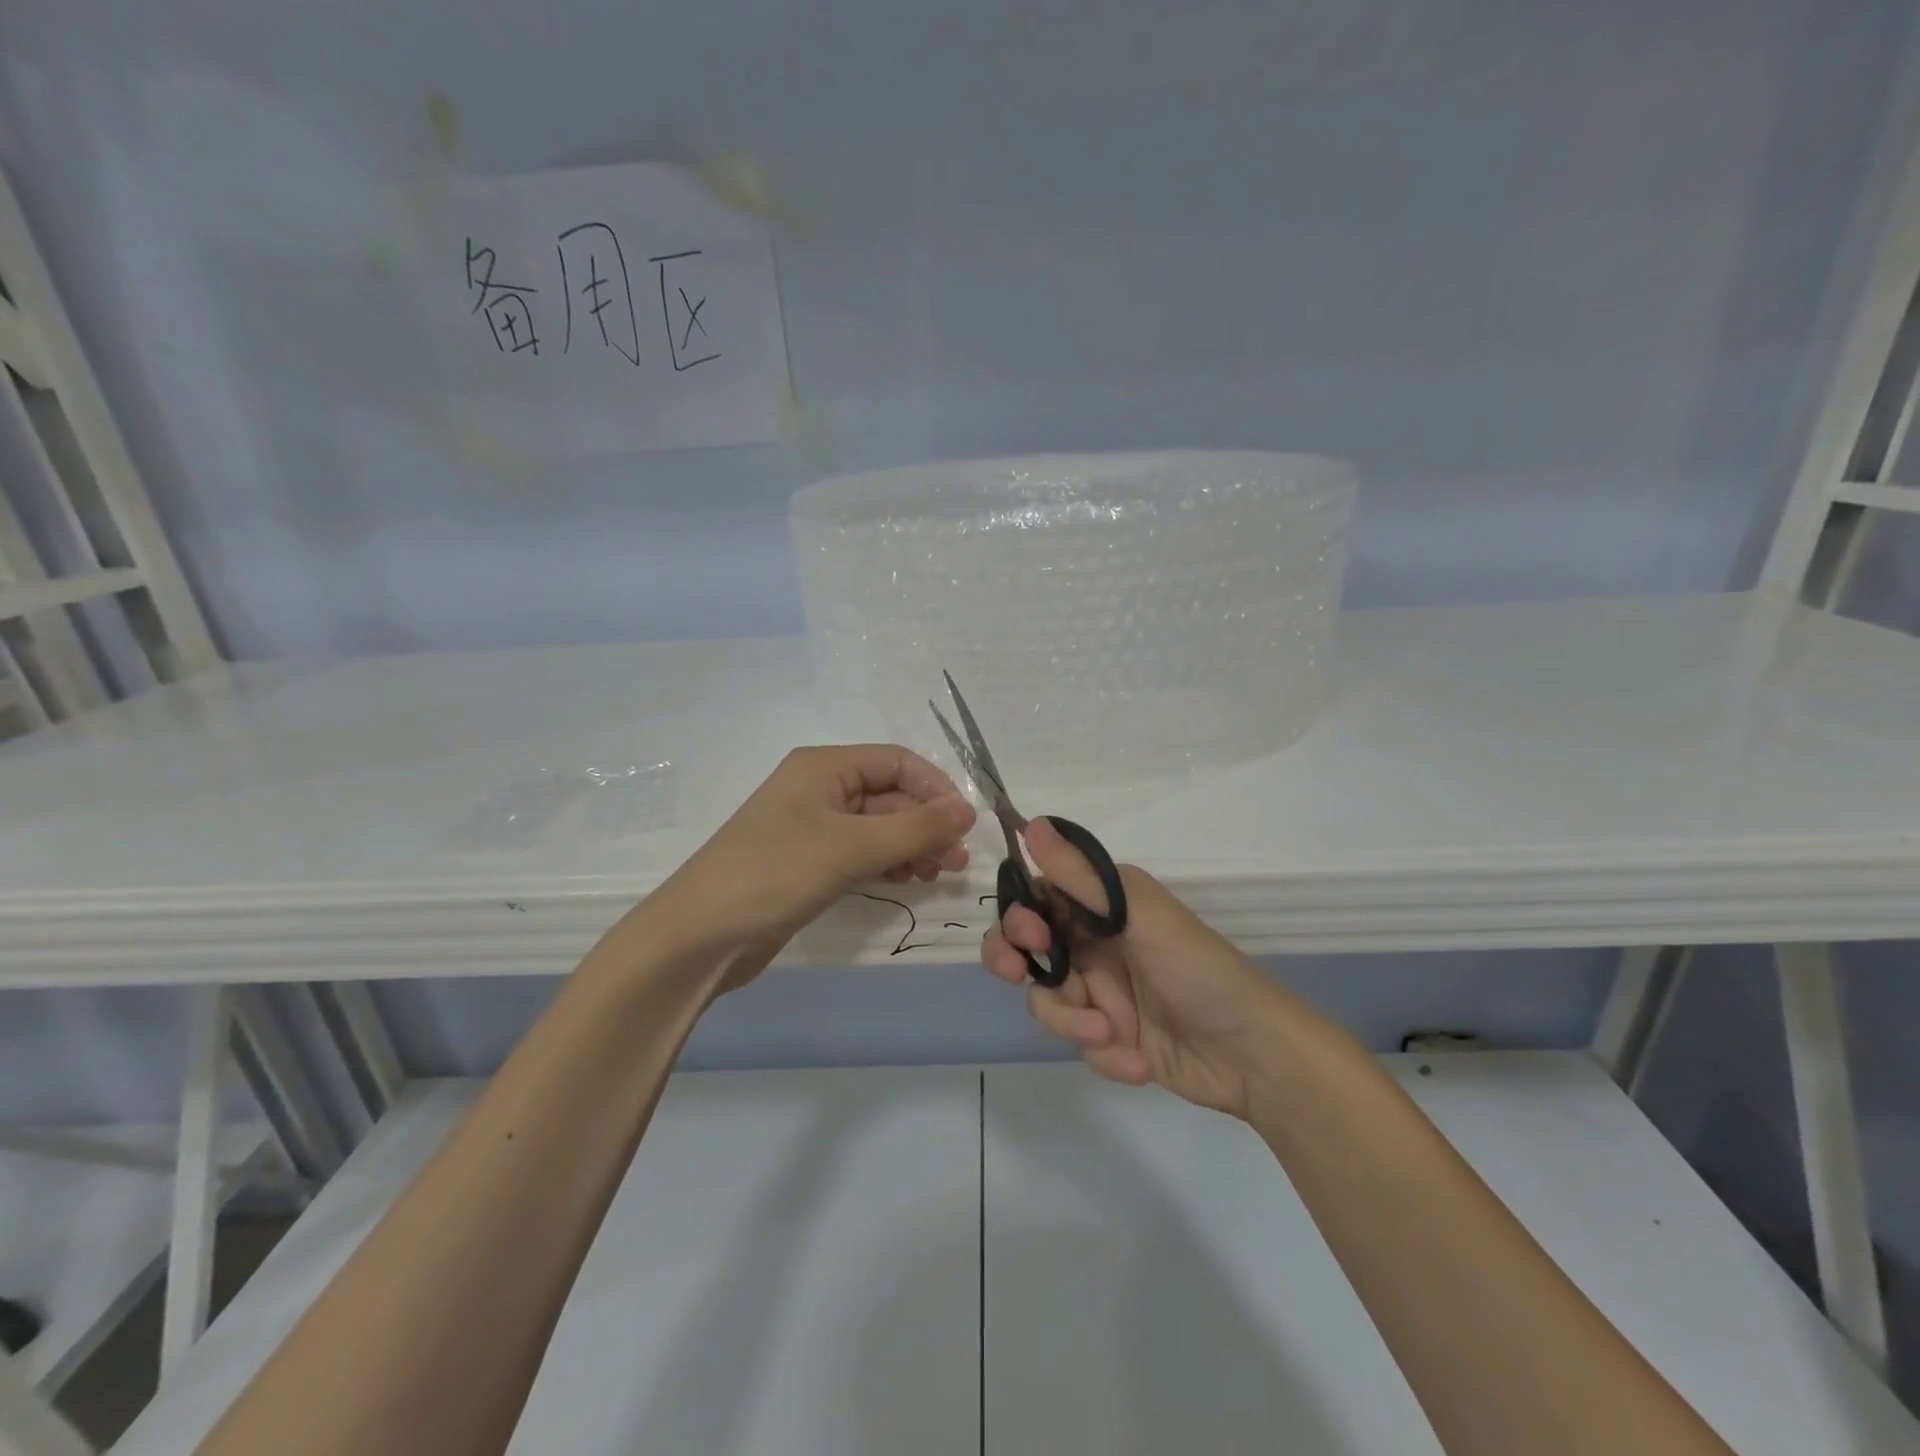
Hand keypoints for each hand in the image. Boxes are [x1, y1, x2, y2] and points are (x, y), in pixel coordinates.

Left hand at [659, 745, 976, 986]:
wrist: (701, 936)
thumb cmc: (776, 873)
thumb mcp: (852, 846)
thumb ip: (915, 828)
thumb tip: (969, 811)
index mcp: (824, 767)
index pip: (897, 762)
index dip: (935, 789)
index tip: (964, 825)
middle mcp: (820, 789)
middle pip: (890, 795)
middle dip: (926, 823)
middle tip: (956, 861)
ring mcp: (813, 828)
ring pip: (879, 827)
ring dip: (912, 845)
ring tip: (938, 874)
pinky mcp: (809, 863)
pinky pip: (861, 853)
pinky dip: (888, 862)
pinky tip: (907, 881)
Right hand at [982, 817, 1280, 1119]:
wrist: (1253, 1055)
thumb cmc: (1199, 969)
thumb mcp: (1141, 916)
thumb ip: (1083, 878)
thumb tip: (1033, 824)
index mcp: (1102, 905)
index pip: (1038, 898)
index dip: (1019, 915)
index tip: (1028, 936)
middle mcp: (1093, 942)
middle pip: (1025, 947)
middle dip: (1013, 961)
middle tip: (1017, 973)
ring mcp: (1099, 991)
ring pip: (1047, 999)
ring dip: (1071, 1020)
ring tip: (1109, 1033)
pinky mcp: (1109, 1036)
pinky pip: (1079, 1042)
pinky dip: (1105, 1053)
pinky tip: (1139, 1060)